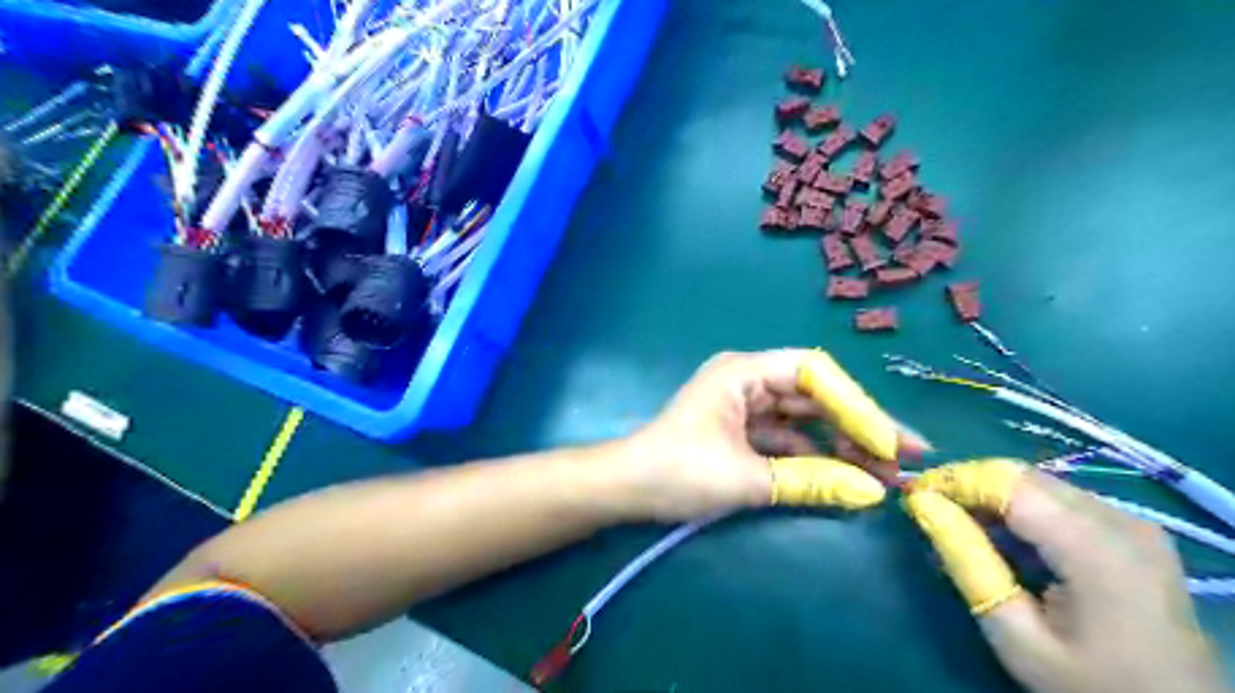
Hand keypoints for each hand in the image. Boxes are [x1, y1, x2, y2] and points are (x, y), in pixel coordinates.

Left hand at [624, 349, 919, 521]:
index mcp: (743, 372)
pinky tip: (843, 476)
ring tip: (883, 473)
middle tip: (903, 459)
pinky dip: (814, 455)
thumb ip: (812, 482)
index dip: (856, 405)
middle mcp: (748, 378)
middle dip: (857, 425)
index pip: (814, 373)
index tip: (888, 441)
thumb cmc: (677, 472)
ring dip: (840, 443)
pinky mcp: (744, 429)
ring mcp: (746, 403)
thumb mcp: (747, 479)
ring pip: (805, 417)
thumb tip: (875, 494)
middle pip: (815, 394)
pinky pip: (788, 436)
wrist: (627, 489)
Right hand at [905, 462, 1229, 692]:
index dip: (953, 479)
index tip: (911, 494)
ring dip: (992, 494)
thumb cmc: (1091, 686)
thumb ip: (968, 562)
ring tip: (957, 521)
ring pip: (1040, 482)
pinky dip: (1022, 507)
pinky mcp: (1135, 533)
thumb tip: (921, 504)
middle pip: (1024, 475)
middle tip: (929, 507)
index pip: (1007, 481)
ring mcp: (1133, 524)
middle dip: (969, 484)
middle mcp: (1120, 520)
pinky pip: (1062, 499)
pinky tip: (1002, 535)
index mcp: (1095, 546)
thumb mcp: (1017, 635)